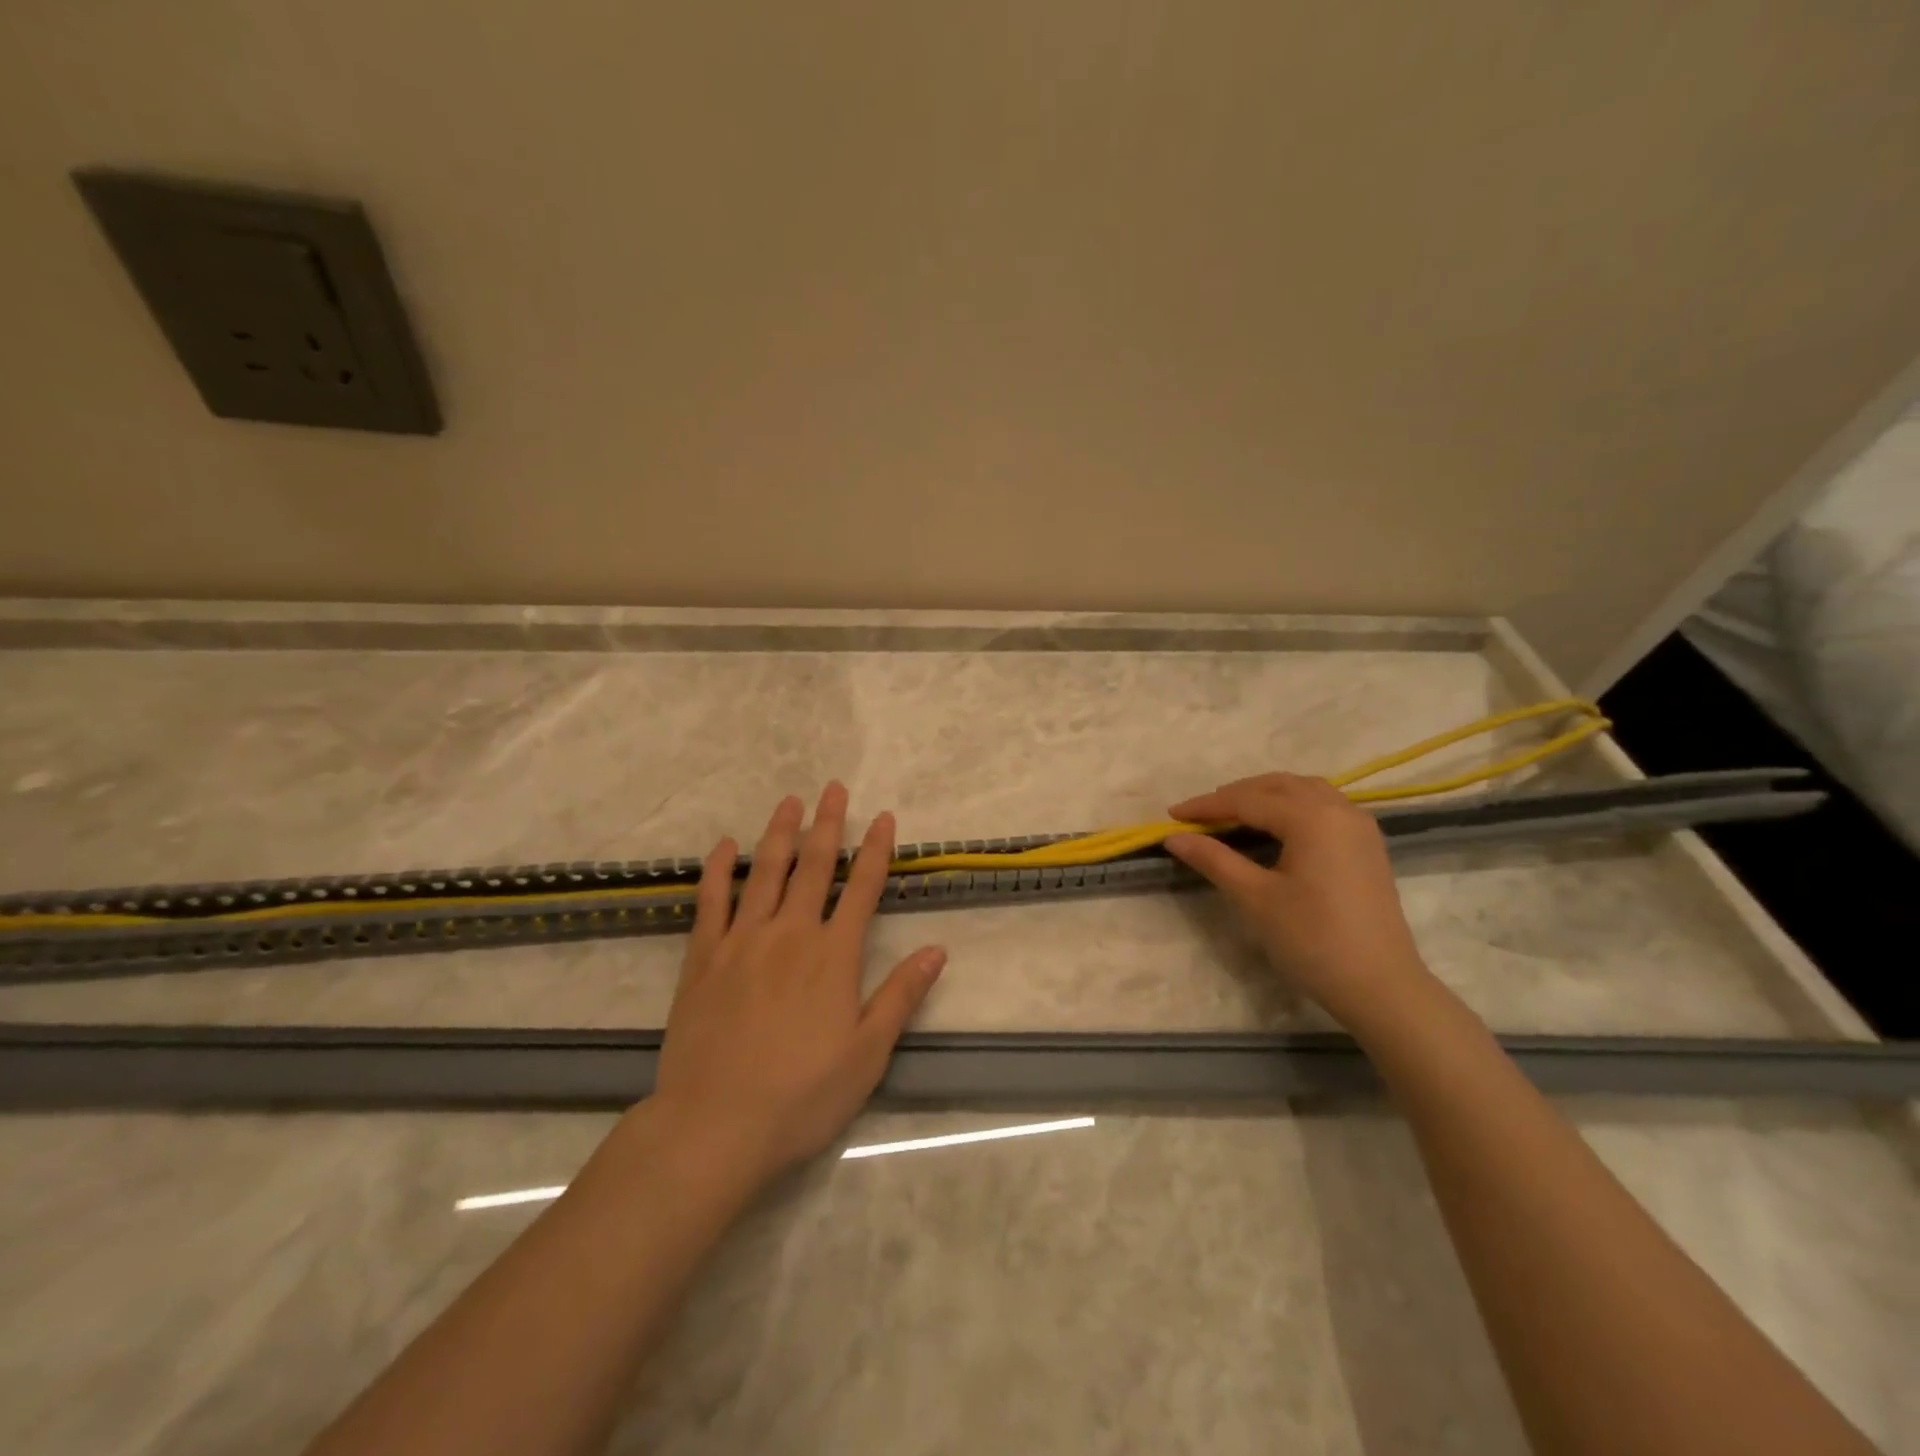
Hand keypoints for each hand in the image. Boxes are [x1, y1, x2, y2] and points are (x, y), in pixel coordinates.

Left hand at [647, 784, 946, 1189]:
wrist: (716, 1125)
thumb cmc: (802, 1095)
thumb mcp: (868, 1053)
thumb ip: (901, 995)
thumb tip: (937, 950)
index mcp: (833, 956)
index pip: (862, 888)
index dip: (875, 850)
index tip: (882, 817)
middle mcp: (790, 934)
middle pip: (813, 866)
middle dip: (827, 824)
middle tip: (832, 788)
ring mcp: (742, 941)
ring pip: (764, 872)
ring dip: (778, 833)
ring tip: (788, 801)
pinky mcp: (703, 958)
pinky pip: (710, 902)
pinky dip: (718, 870)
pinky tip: (723, 846)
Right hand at [1164, 773, 1431, 1026]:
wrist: (1381, 987)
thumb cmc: (1312, 940)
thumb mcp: (1255, 898)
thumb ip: (1213, 859)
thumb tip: (1174, 837)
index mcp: (1312, 817)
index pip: (1247, 800)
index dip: (1206, 806)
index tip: (1171, 816)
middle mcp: (1339, 809)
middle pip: (1277, 787)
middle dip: (1235, 795)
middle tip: (1199, 815)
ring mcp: (1359, 826)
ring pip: (1304, 791)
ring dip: (1265, 795)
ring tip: (1233, 814)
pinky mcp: (1368, 845)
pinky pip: (1324, 806)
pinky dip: (1292, 805)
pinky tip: (1276, 826)